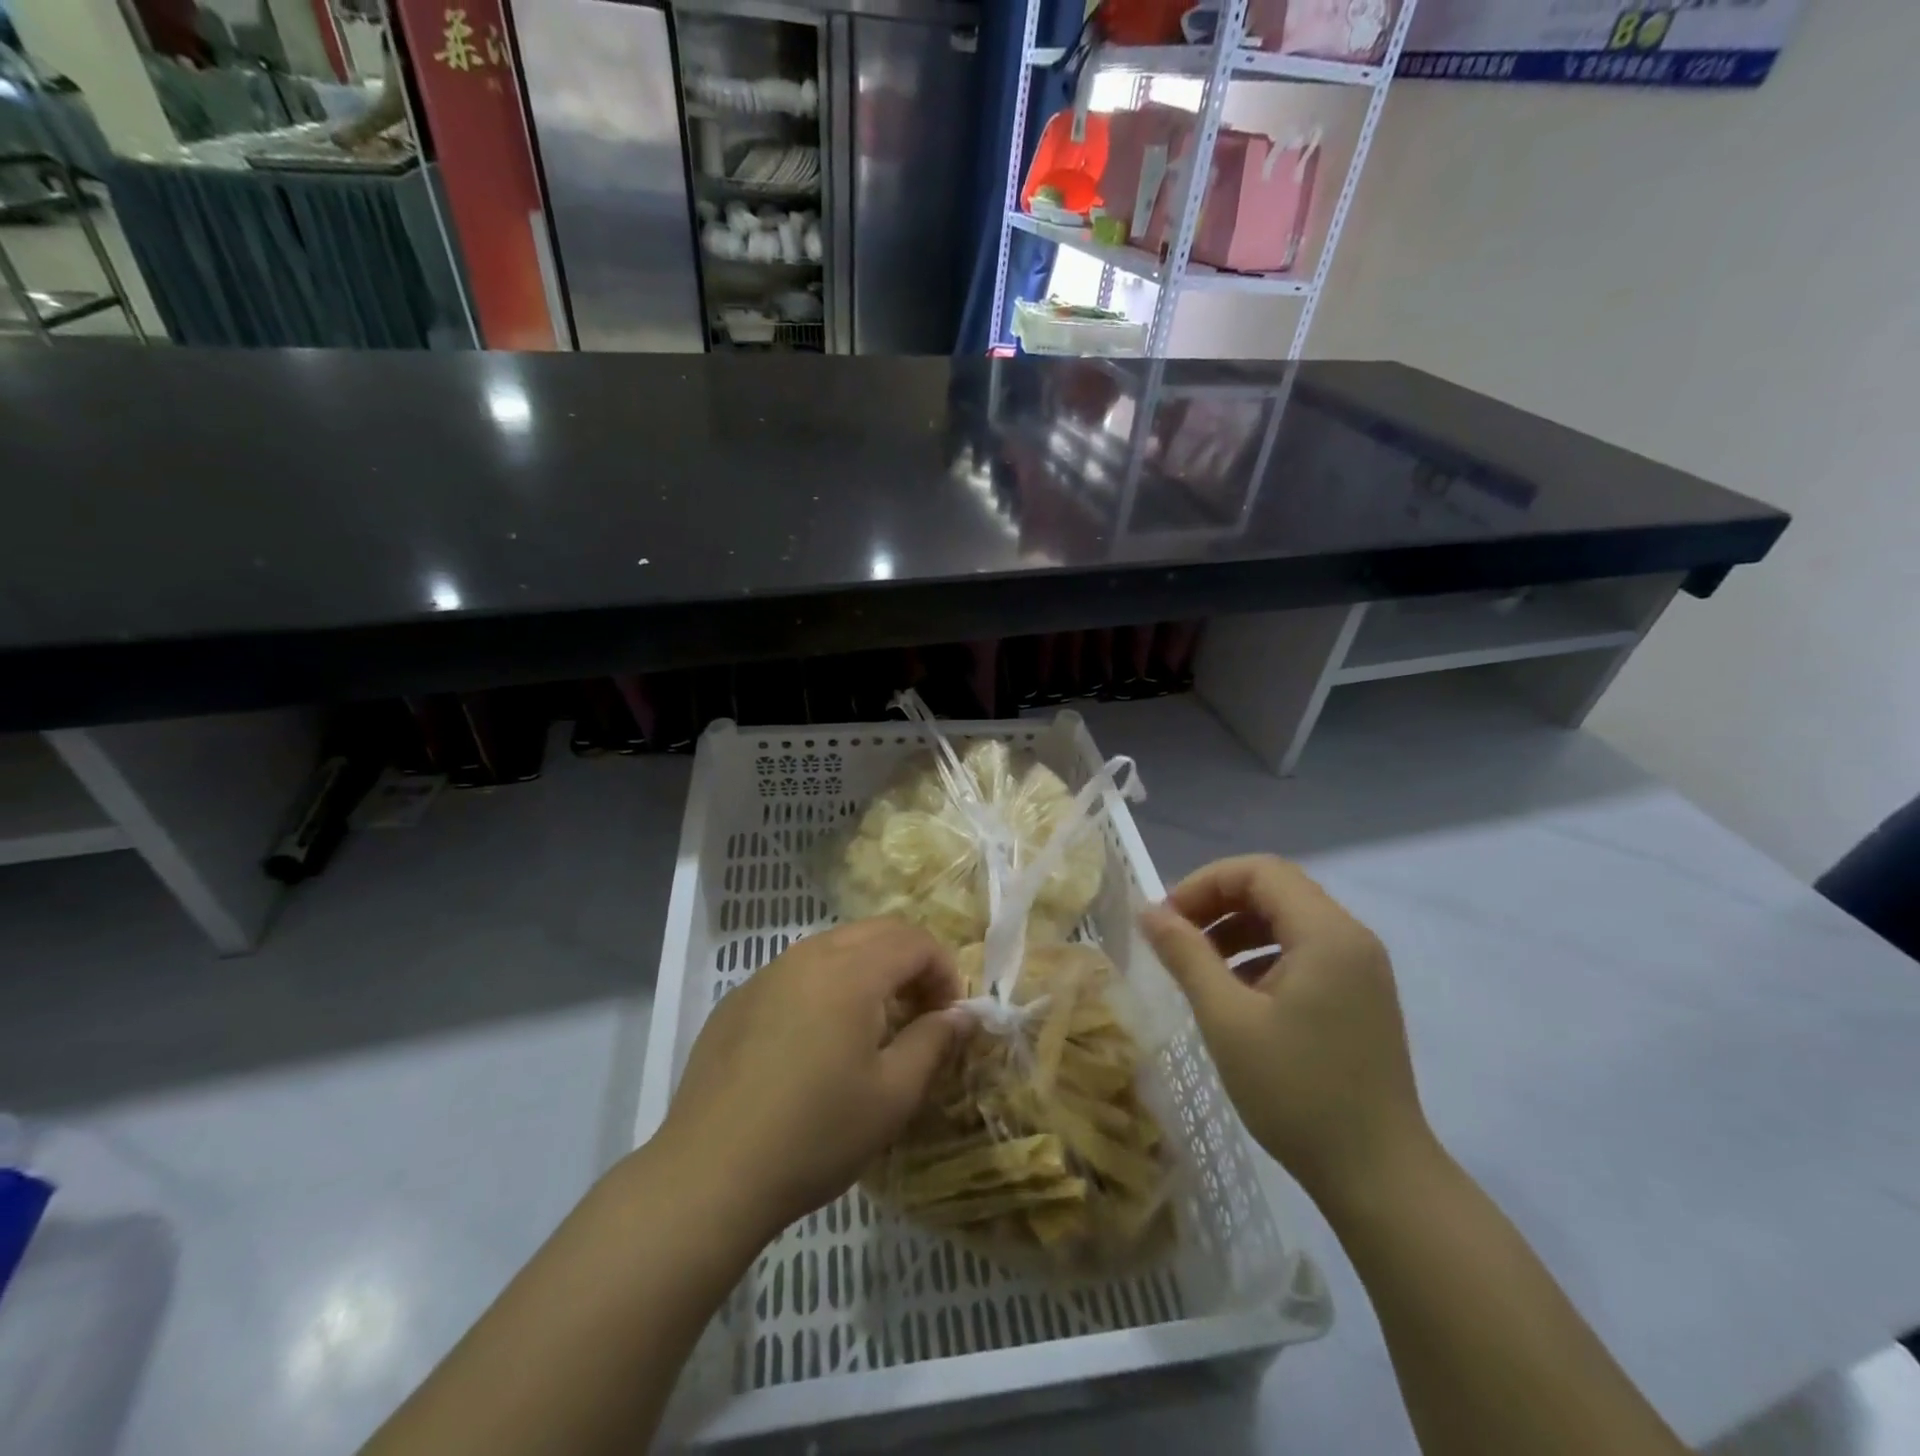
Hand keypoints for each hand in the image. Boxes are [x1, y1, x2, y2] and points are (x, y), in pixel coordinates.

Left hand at [656, 917, 967, 1248]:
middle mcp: (809, 955)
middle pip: (877, 932)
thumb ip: (935, 1042)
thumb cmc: (815, 1135)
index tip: (948, 1018)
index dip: (944, 972)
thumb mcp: (892, 1095)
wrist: (709, 1174)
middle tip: (918, 1016)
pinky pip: (798, 971)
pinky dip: (827, 986)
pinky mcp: (739, 998)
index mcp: (851, 971)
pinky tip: (816, 1043)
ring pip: (835, 947)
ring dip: (869, 971)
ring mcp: (768, 973)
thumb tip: (962, 1014)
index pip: (915, 940)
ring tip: (871, 1028)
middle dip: (910, 963)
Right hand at [1139, 855, 1430, 1205]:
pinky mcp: (1360, 996)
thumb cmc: (1297, 1092)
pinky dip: (1262, 954)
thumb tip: (1148, 911)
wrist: (1379, 1178)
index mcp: (1327, 933)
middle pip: (1276, 889)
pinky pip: (1304, 951)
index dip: (1205, 883)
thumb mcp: (1227, 1019)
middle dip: (1218, 903)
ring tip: (1199, 964)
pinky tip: (1236, 992)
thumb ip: (1186, 955)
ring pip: (1288, 920)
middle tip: (1175, 936)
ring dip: (1237, 928)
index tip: (1166, 918)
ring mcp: (1361, 968)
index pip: (1260, 871)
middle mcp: (1351, 938)